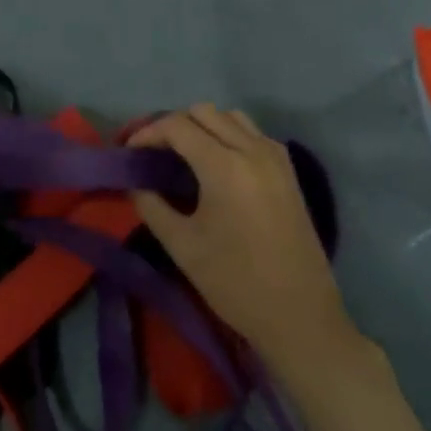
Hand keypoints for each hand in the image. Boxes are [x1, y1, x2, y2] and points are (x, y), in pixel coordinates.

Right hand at [130, 106, 365, 392]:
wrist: (301, 318)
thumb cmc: (235, 284)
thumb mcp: (182, 246)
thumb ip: (151, 205)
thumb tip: (134, 182)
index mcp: (225, 167)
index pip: (177, 126)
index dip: (147, 133)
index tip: (130, 153)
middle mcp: (252, 151)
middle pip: (203, 112)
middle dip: (172, 126)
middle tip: (154, 153)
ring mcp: (276, 159)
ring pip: (230, 117)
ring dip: (203, 126)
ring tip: (184, 155)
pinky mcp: (289, 172)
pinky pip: (253, 134)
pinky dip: (229, 135)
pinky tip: (218, 165)